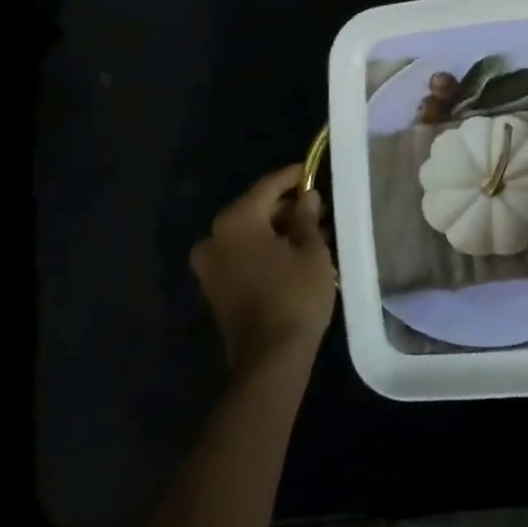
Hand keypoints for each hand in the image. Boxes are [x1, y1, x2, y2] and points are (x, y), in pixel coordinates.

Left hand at [190, 165, 337, 370]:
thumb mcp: (311, 249)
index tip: (313, 169)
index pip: (268, 186)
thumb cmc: (295, 294)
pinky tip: (292, 252)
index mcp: (236, 220)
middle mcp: (214, 236)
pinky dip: (264, 248)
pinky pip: (241, 254)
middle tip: (318, 206)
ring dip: (276, 229)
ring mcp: (209, 264)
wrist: (271, 357)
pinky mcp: (214, 287)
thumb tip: (306, 197)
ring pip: (248, 233)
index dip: (294, 176)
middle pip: (255, 208)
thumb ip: (306, 217)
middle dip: (286, 206)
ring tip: (310, 230)